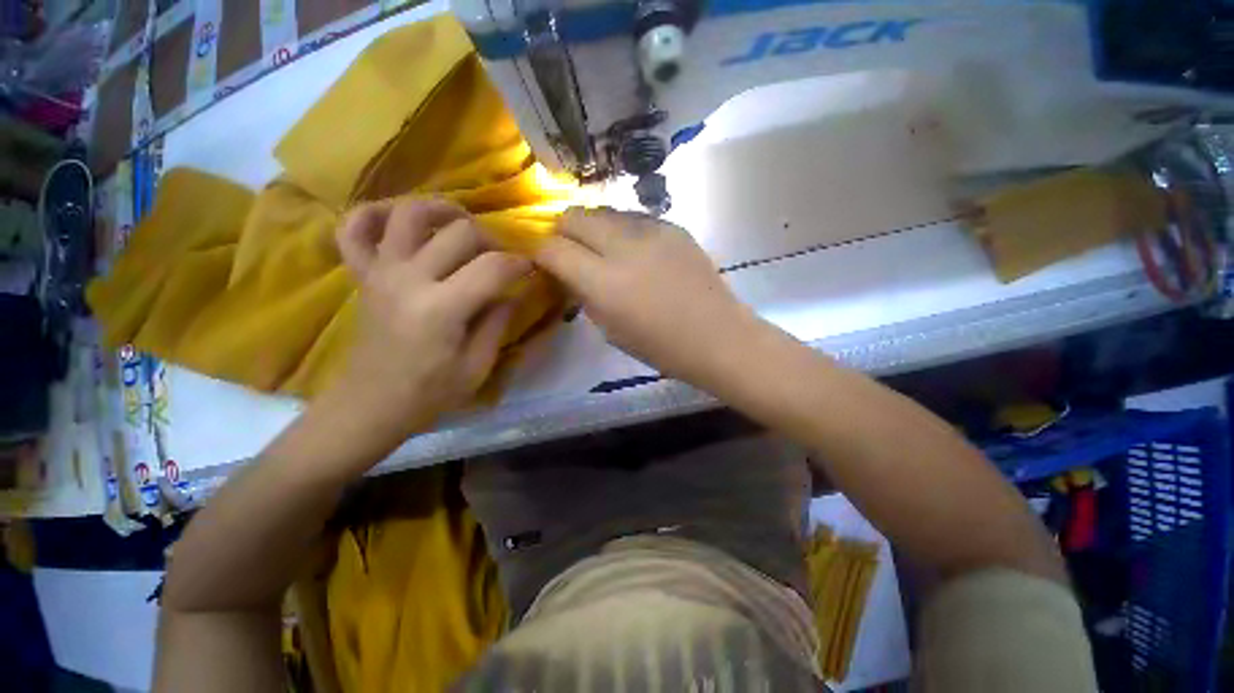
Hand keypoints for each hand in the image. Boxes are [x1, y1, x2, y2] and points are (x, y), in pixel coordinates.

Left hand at [324, 199, 531, 440]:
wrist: (371, 405)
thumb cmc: (429, 393)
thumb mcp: (478, 366)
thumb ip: (498, 323)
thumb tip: (513, 291)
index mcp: (441, 309)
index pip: (493, 268)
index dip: (519, 264)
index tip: (531, 269)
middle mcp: (408, 279)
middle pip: (459, 231)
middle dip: (491, 239)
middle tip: (501, 258)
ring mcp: (380, 272)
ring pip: (409, 213)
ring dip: (441, 210)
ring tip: (461, 223)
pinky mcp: (362, 275)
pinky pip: (353, 228)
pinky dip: (372, 213)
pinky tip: (396, 219)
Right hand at [533, 207, 760, 383]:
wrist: (717, 336)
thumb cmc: (661, 346)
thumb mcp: (609, 329)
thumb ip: (583, 294)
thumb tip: (567, 271)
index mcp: (605, 283)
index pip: (554, 248)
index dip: (540, 251)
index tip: (543, 260)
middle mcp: (624, 247)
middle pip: (574, 216)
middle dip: (562, 231)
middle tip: (568, 250)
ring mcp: (652, 230)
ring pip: (604, 211)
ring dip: (593, 228)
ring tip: (602, 249)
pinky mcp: (673, 225)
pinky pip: (633, 217)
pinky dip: (622, 230)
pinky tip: (634, 251)